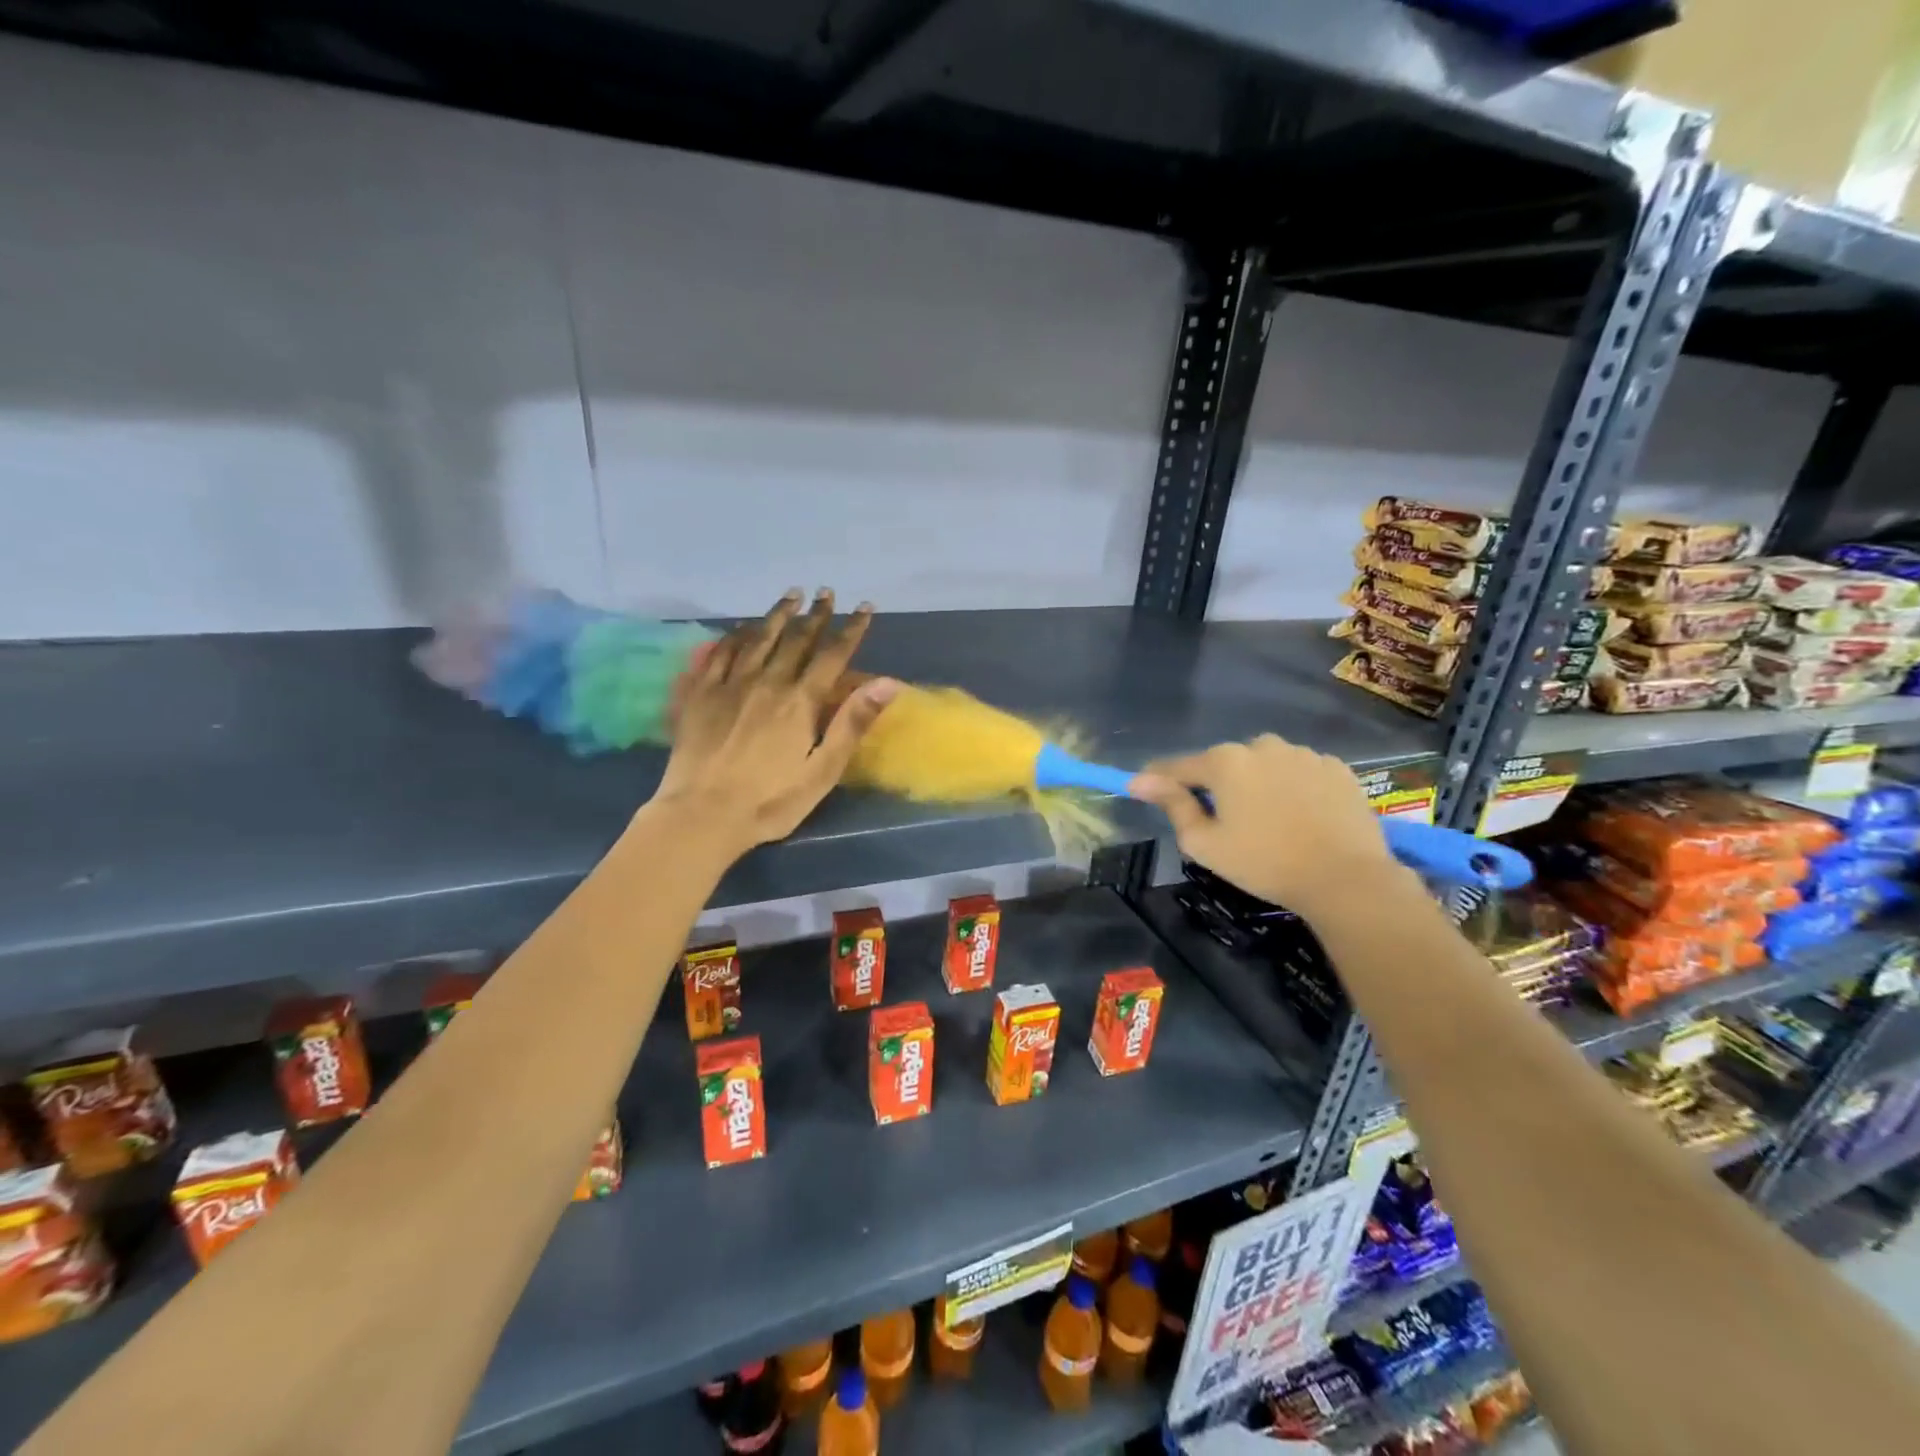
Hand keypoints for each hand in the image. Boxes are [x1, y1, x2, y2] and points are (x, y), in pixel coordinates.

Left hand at [654, 589, 897, 851]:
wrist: (701, 815)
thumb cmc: (770, 801)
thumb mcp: (823, 771)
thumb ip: (852, 723)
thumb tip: (887, 683)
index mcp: (800, 701)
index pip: (832, 655)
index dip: (851, 629)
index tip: (864, 607)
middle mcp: (767, 682)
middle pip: (795, 640)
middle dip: (814, 615)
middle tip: (825, 593)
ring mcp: (729, 685)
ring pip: (757, 638)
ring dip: (777, 616)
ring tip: (790, 596)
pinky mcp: (699, 695)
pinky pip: (719, 653)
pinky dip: (734, 635)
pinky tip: (740, 628)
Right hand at [1129, 735, 1395, 913]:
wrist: (1346, 878)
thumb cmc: (1265, 863)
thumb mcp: (1204, 843)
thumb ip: (1173, 805)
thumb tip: (1140, 781)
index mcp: (1225, 762)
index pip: (1179, 766)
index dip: (1160, 780)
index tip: (1145, 790)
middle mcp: (1262, 745)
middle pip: (1225, 763)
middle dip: (1218, 785)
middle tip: (1224, 822)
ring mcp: (1304, 753)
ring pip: (1265, 765)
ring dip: (1258, 784)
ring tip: (1268, 820)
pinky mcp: (1337, 767)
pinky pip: (1301, 772)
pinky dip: (1294, 787)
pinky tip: (1301, 817)